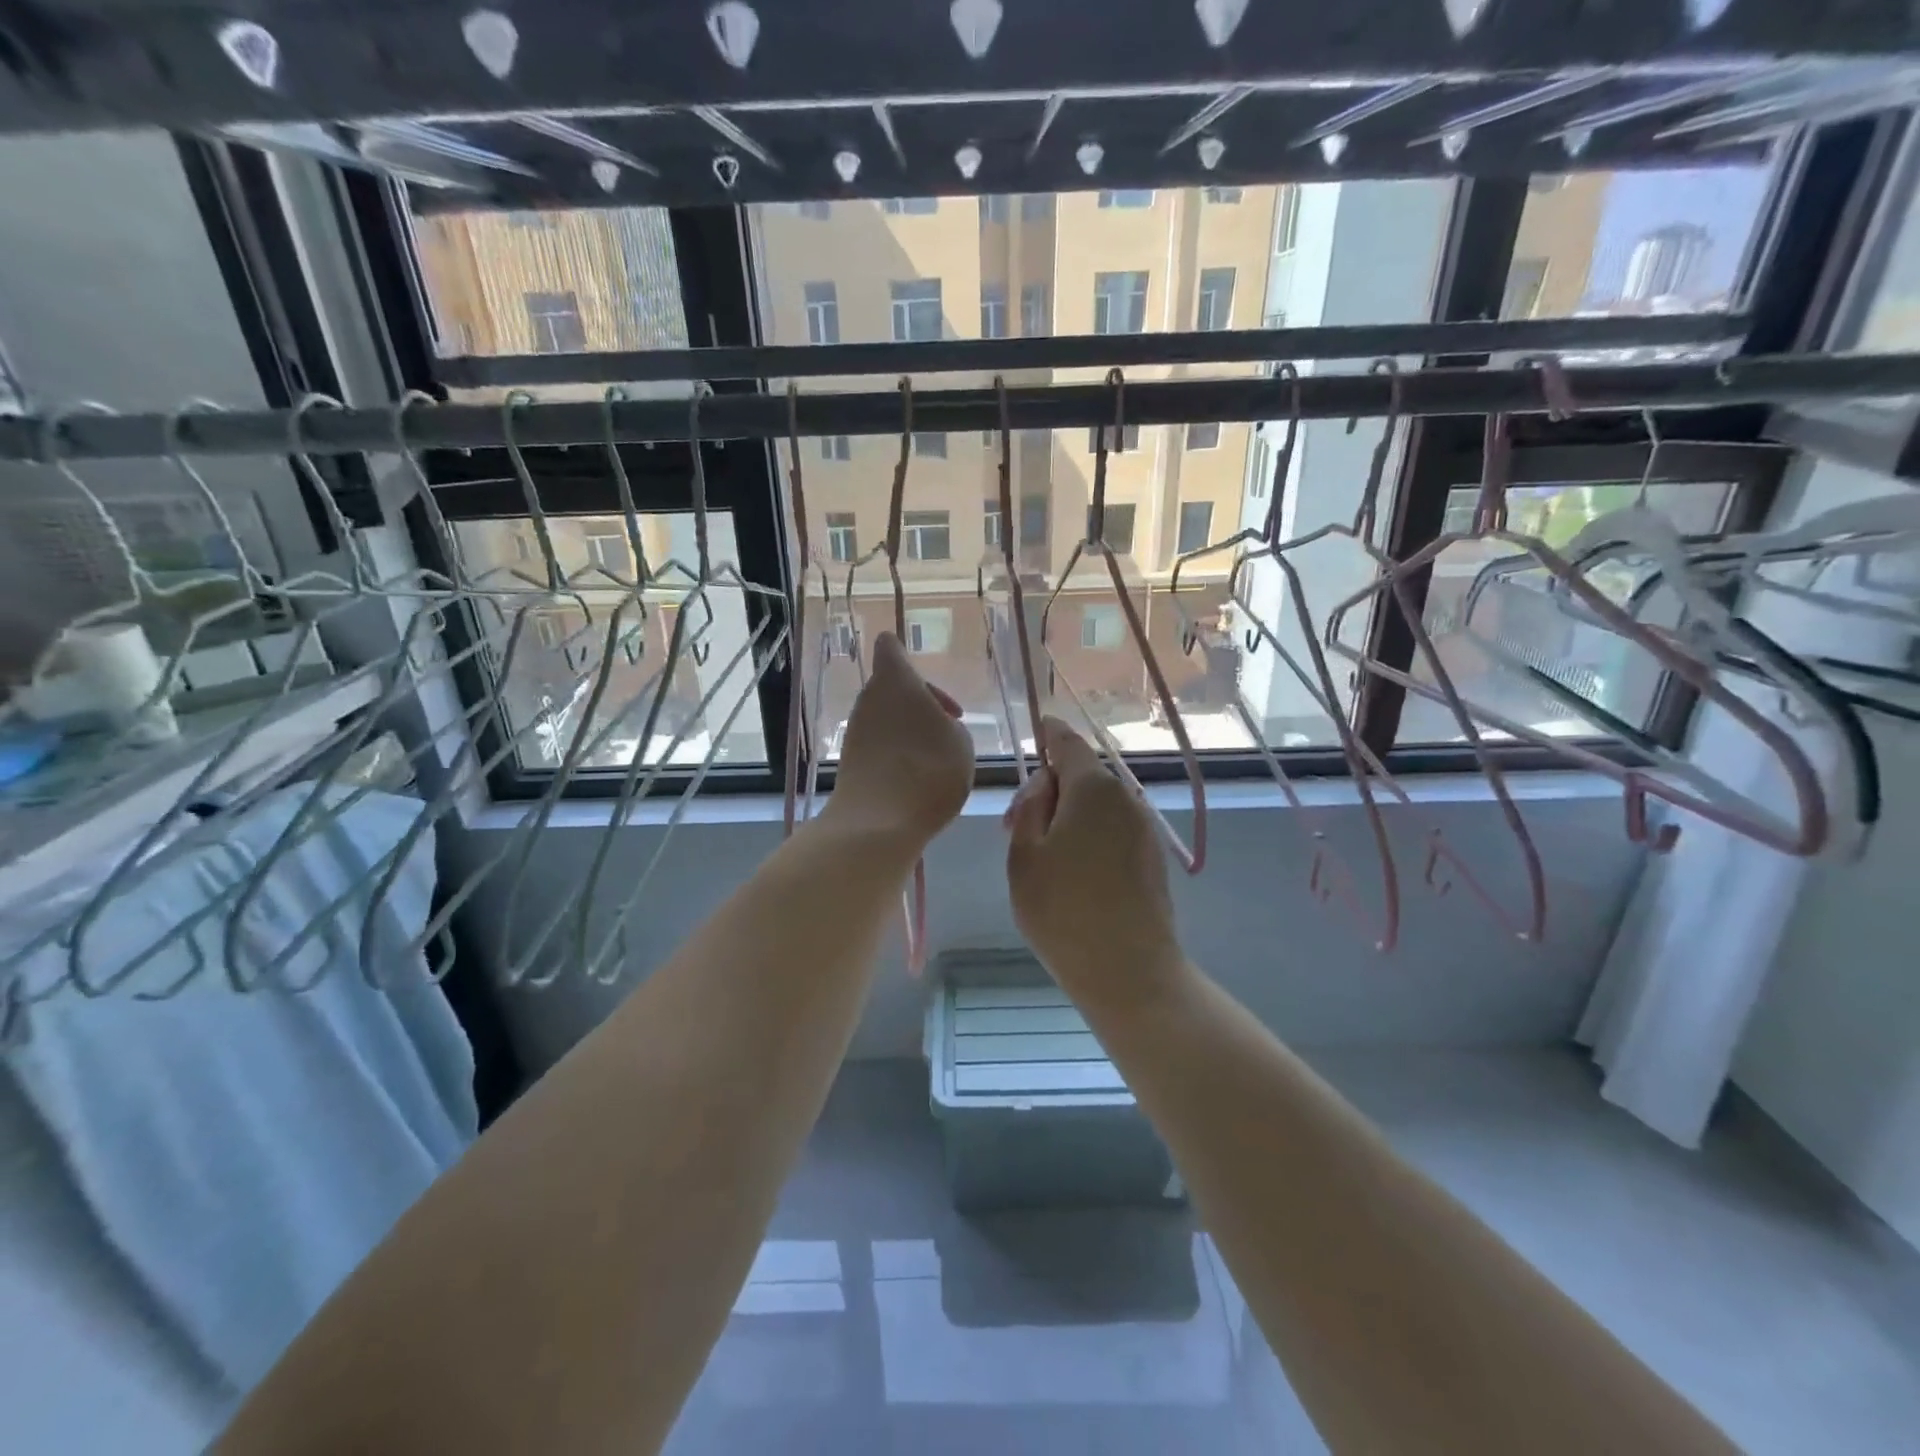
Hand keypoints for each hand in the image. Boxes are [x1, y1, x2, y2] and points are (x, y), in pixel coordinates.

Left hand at [822, 632, 974, 848]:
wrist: (879, 823)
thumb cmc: (929, 770)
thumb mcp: (962, 743)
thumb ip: (950, 725)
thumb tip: (937, 727)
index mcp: (896, 681)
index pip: (890, 648)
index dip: (904, 655)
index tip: (929, 686)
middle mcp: (869, 699)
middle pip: (891, 687)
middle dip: (919, 704)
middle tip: (947, 729)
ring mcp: (856, 731)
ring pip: (885, 718)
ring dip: (908, 731)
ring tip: (936, 760)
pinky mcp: (850, 761)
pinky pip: (878, 746)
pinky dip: (896, 755)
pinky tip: (916, 780)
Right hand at [1004, 718, 1187, 1008]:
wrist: (1129, 971)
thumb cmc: (1063, 910)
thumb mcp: (1024, 855)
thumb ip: (1030, 808)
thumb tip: (1045, 785)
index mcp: (1093, 788)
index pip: (1067, 743)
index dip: (1049, 734)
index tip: (1036, 731)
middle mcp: (1125, 798)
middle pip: (1082, 776)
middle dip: (1049, 790)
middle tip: (1015, 828)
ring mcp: (1144, 828)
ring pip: (1098, 805)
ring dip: (1068, 815)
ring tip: (1041, 856)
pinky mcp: (1152, 857)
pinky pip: (1113, 829)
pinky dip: (1090, 834)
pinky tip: (1073, 871)